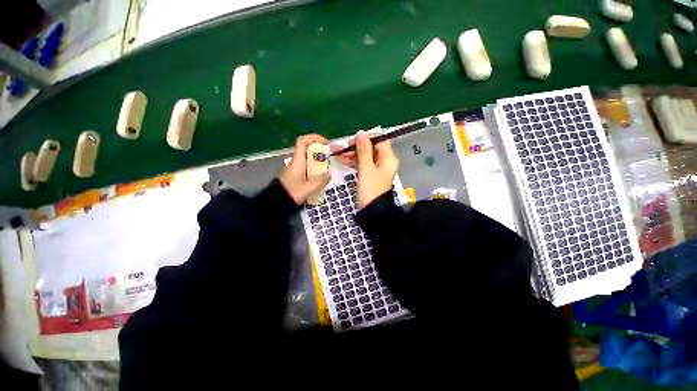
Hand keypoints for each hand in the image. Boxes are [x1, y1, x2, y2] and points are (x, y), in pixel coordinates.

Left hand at [280, 134, 330, 204]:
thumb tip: (329, 173)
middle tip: (329, 157)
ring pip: (307, 158)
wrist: (276, 202)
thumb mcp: (308, 188)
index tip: (325, 142)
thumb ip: (320, 180)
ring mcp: (294, 168)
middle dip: (319, 151)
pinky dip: (314, 168)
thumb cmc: (292, 193)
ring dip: (318, 160)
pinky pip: (306, 166)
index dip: (313, 138)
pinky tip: (320, 177)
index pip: (302, 141)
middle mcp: (295, 161)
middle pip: (307, 149)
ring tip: (327, 168)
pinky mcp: (295, 174)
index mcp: (297, 161)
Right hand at [333, 133, 398, 208]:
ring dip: (351, 154)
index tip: (353, 140)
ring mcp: (376, 169)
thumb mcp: (366, 168)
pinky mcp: (369, 175)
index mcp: (388, 158)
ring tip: (336, 152)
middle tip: (341, 147)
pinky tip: (341, 160)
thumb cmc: (371, 189)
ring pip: (364, 156)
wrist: (372, 211)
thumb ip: (364, 150)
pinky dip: (352, 162)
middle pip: (370, 148)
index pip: (380, 140)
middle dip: (355, 146)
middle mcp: (383, 161)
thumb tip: (361, 134)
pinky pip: (361, 164)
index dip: (367, 138)